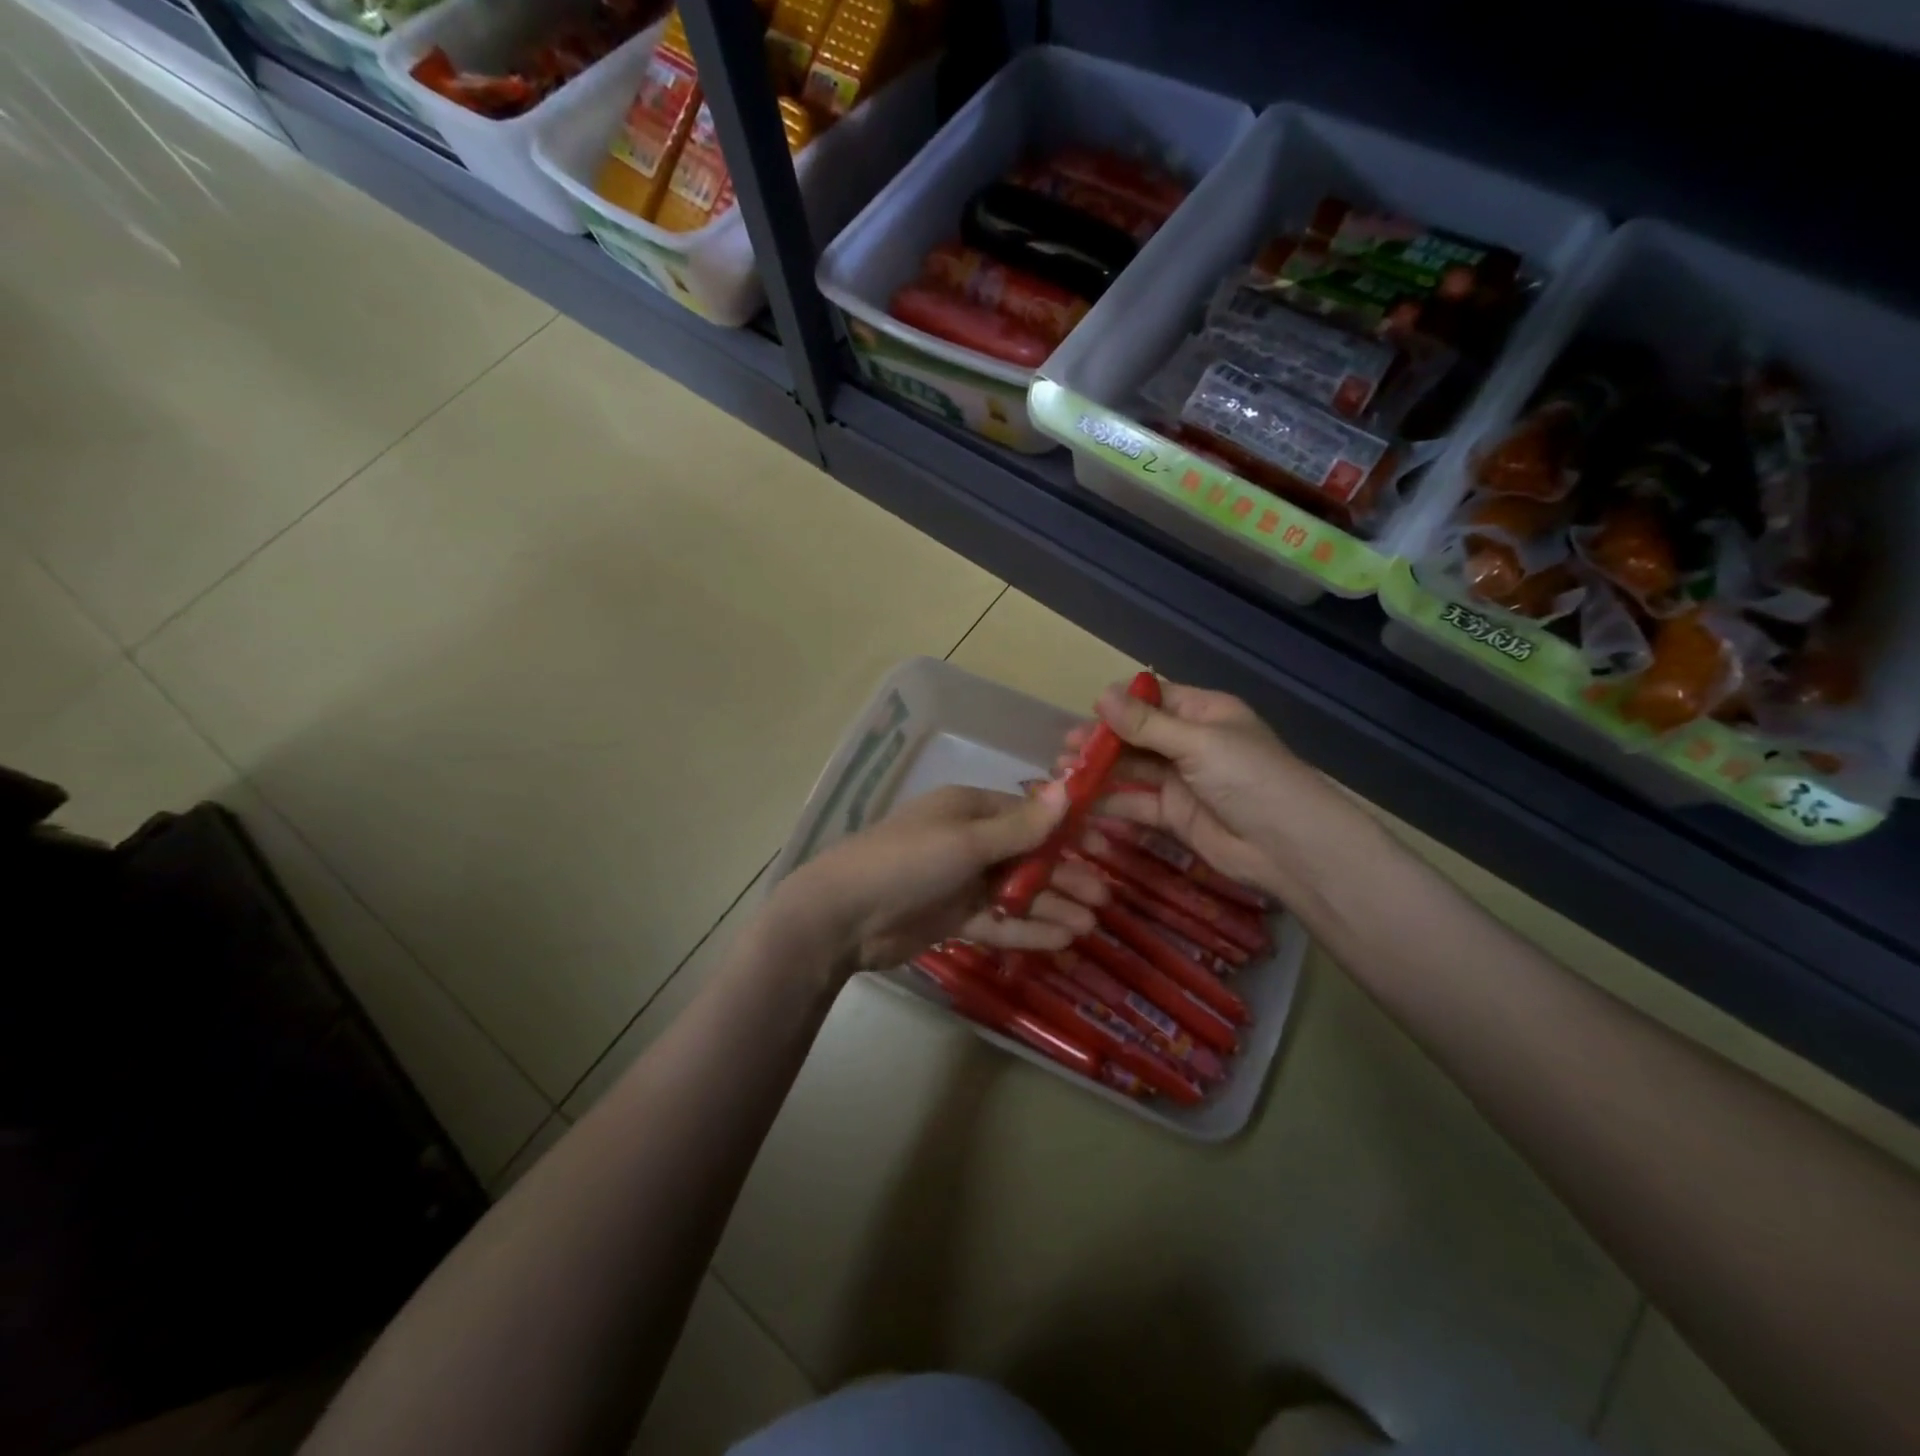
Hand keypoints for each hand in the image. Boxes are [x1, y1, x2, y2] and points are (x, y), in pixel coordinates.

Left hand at [785, 783, 1106, 970]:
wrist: (844, 915)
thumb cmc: (908, 862)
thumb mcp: (967, 840)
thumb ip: (1020, 826)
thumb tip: (1067, 790)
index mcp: (969, 810)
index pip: (1027, 815)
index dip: (1065, 831)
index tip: (1102, 847)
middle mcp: (968, 842)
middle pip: (1026, 856)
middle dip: (1064, 875)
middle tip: (1103, 897)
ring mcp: (960, 882)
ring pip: (1015, 892)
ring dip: (1051, 905)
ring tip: (1090, 924)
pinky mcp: (952, 917)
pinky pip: (997, 921)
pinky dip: (1026, 929)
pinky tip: (1060, 941)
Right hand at [1063, 679, 1316, 893]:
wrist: (1288, 846)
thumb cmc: (1249, 778)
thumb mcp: (1197, 742)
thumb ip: (1145, 724)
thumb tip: (1099, 694)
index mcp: (1204, 714)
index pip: (1154, 700)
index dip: (1120, 706)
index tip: (1085, 714)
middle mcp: (1190, 744)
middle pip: (1137, 737)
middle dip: (1100, 742)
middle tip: (1063, 750)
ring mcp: (1181, 782)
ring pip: (1131, 771)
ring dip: (1099, 772)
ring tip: (1062, 775)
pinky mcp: (1174, 816)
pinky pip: (1136, 804)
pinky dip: (1109, 803)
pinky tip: (1080, 803)